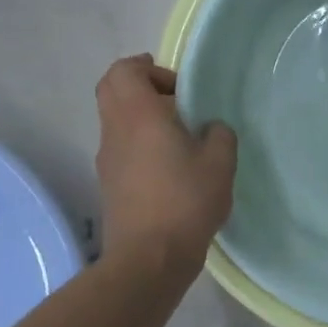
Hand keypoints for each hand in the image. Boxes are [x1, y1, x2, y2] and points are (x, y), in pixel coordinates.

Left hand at [95, 55, 236, 276]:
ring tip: (179, 137)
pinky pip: (121, 147)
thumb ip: (219, 134)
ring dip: (142, 117)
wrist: (148, 259)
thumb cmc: (185, 201)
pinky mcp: (109, 184)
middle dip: (141, 86)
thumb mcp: (220, 162)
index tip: (178, 86)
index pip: (124, 70)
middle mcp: (115, 131)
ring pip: (116, 120)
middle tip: (176, 101)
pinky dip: (140, 143)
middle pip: (112, 90)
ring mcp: (107, 159)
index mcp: (138, 115)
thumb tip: (209, 129)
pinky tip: (170, 167)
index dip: (148, 67)